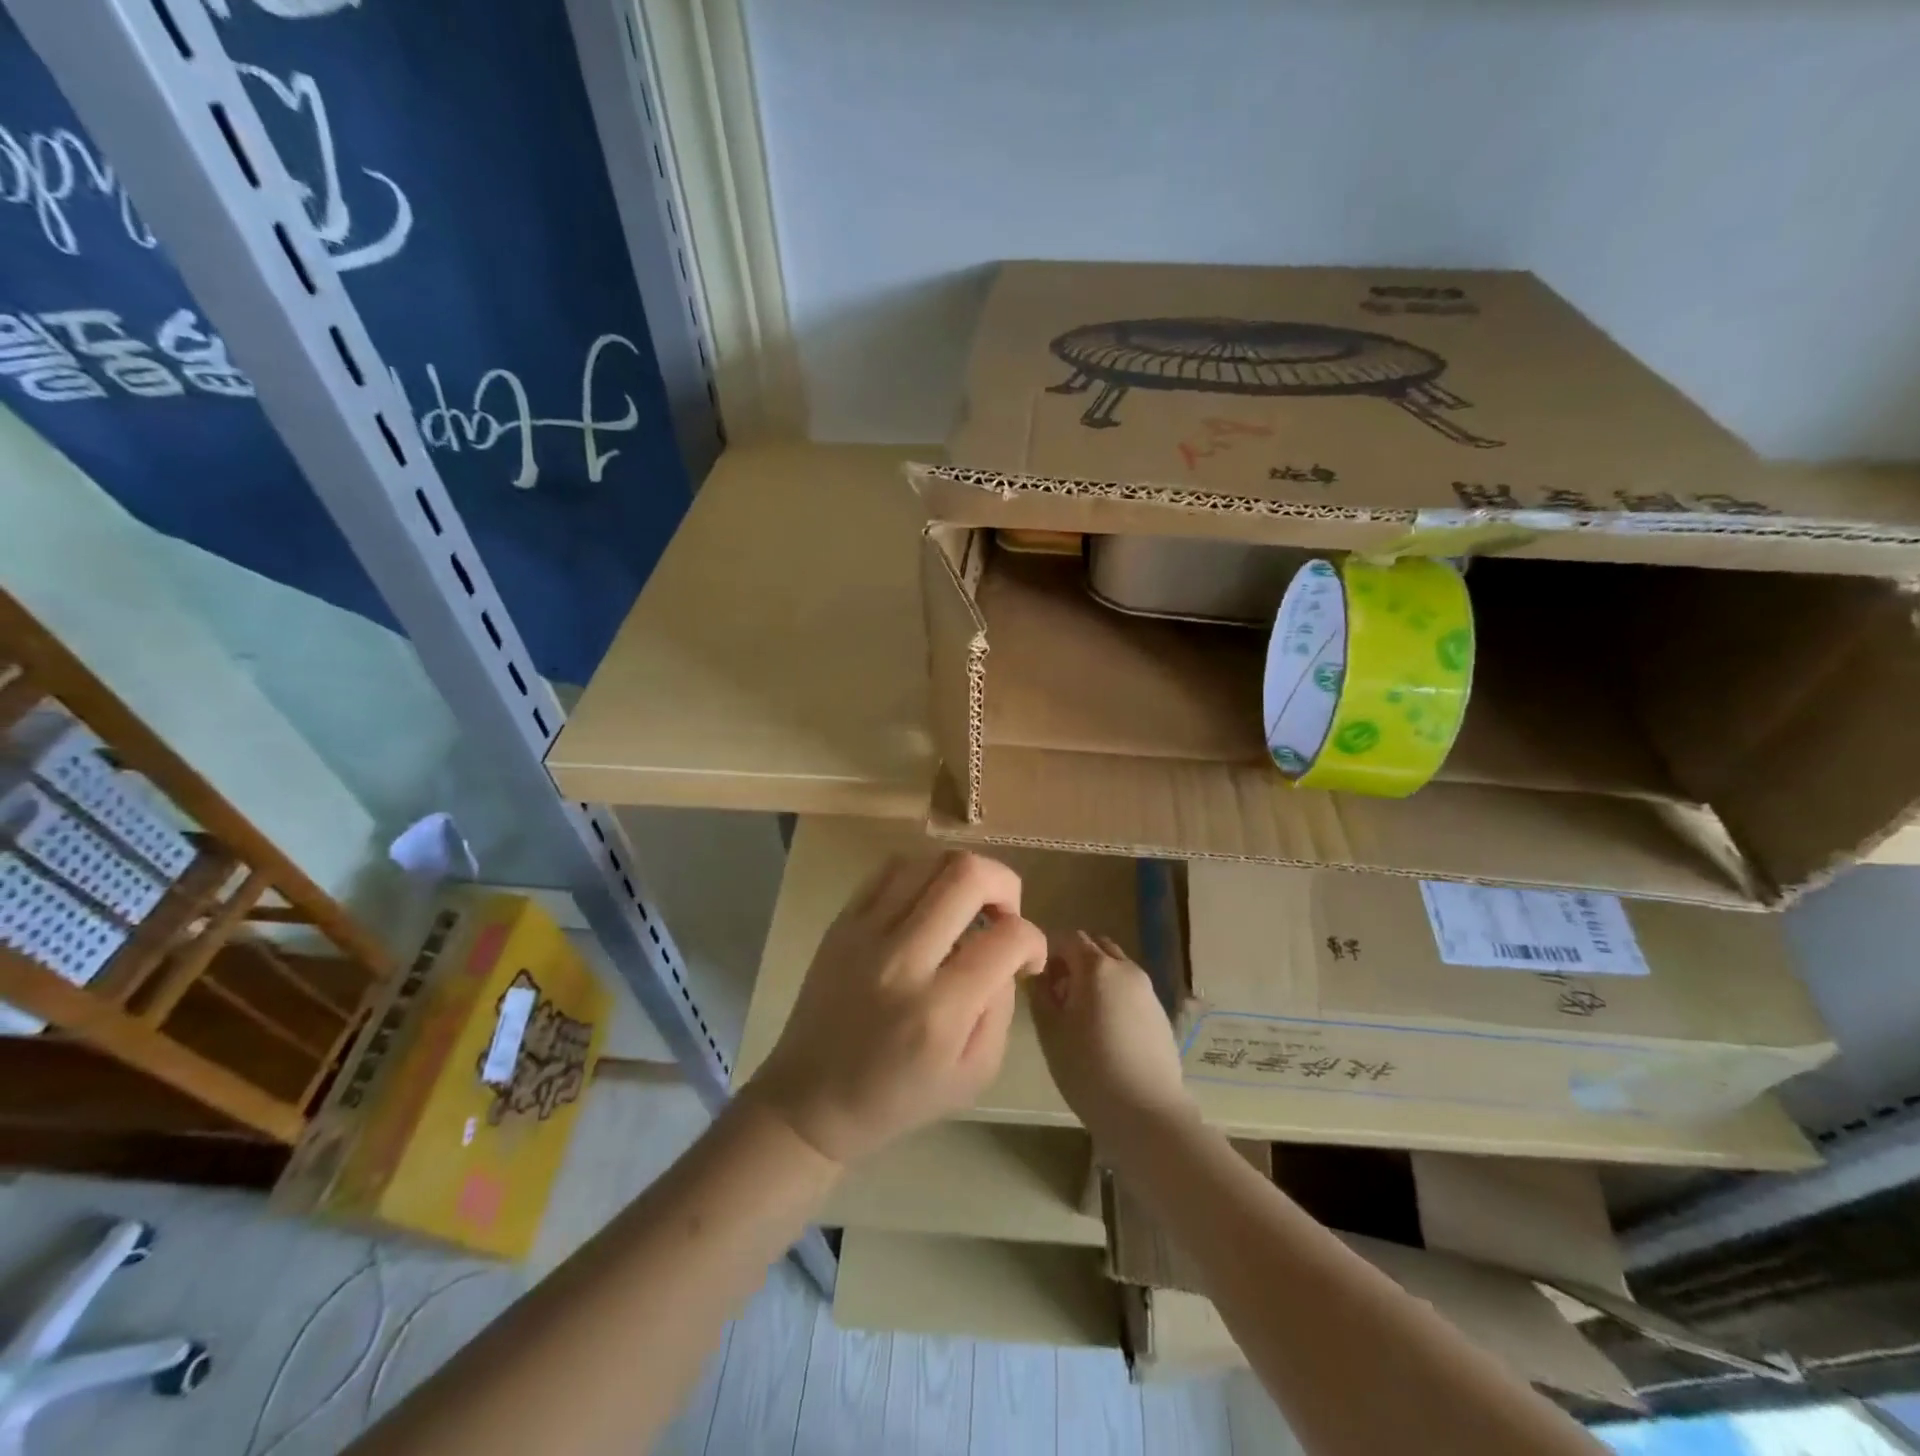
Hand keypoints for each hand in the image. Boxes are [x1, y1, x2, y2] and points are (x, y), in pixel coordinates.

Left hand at [746, 851, 1046, 1164]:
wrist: (811, 1099)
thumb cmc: (897, 1097)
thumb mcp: (973, 1075)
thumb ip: (1001, 1008)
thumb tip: (1005, 953)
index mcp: (939, 1010)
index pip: (1008, 938)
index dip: (1034, 940)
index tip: (1027, 959)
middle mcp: (902, 958)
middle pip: (967, 875)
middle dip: (1005, 885)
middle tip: (1004, 915)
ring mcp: (865, 932)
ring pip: (929, 860)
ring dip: (964, 875)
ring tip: (967, 906)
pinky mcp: (842, 921)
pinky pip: (891, 868)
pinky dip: (923, 874)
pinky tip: (928, 903)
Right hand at [1029, 931, 1195, 1145]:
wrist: (1147, 1113)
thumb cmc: (1088, 1069)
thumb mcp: (1050, 1031)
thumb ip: (1040, 994)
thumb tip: (1037, 975)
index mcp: (1096, 967)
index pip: (1067, 938)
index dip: (1048, 951)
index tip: (1037, 977)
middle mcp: (1125, 969)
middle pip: (1095, 947)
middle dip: (1073, 960)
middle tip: (1057, 992)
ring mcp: (1147, 990)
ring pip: (1115, 968)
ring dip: (1095, 977)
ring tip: (1080, 1014)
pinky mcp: (1160, 1013)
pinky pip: (1130, 989)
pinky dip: (1113, 994)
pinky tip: (1105, 1030)